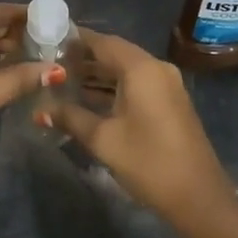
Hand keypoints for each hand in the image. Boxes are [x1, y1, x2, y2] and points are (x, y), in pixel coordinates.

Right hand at [45, 29, 237, 227]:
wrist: (197, 197)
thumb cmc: (147, 161)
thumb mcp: (103, 139)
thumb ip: (70, 118)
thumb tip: (39, 110)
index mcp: (141, 69)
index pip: (103, 42)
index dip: (76, 41)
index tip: (49, 41)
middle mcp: (157, 68)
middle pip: (115, 54)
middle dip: (84, 58)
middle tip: (51, 63)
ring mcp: (167, 85)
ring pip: (127, 70)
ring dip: (99, 75)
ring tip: (64, 80)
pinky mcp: (170, 102)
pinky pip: (137, 84)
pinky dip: (114, 87)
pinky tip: (89, 99)